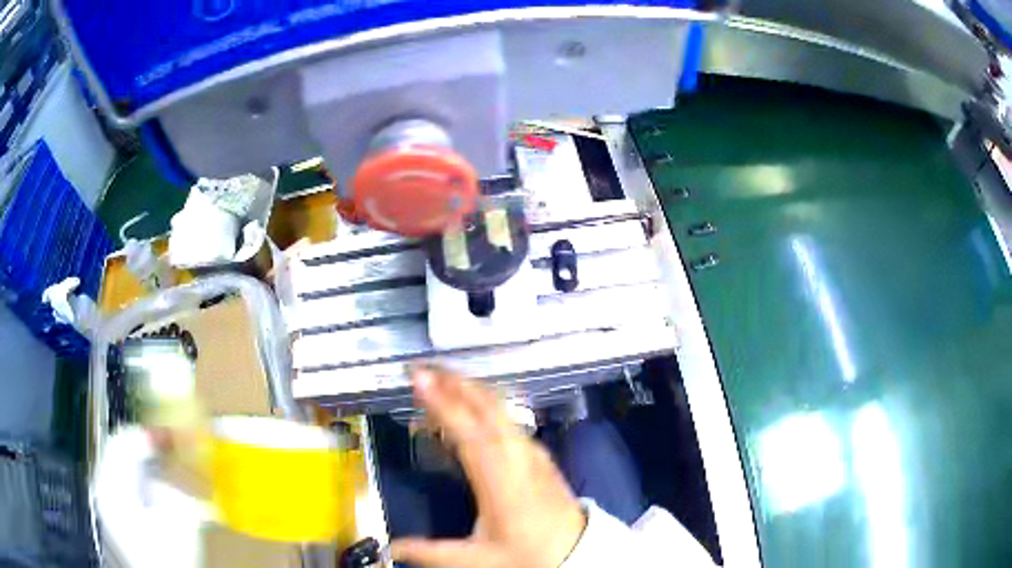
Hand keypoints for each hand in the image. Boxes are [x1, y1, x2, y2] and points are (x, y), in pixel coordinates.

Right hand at [391, 366, 586, 567]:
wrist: (578, 553)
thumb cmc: (529, 555)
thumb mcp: (478, 559)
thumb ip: (431, 552)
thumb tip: (394, 547)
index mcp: (501, 482)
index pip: (469, 433)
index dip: (443, 404)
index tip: (419, 380)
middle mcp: (519, 458)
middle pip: (488, 409)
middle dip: (455, 383)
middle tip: (423, 370)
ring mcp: (532, 454)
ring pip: (502, 410)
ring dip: (470, 389)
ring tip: (441, 379)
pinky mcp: (539, 456)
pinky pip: (509, 420)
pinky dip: (486, 405)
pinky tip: (472, 406)